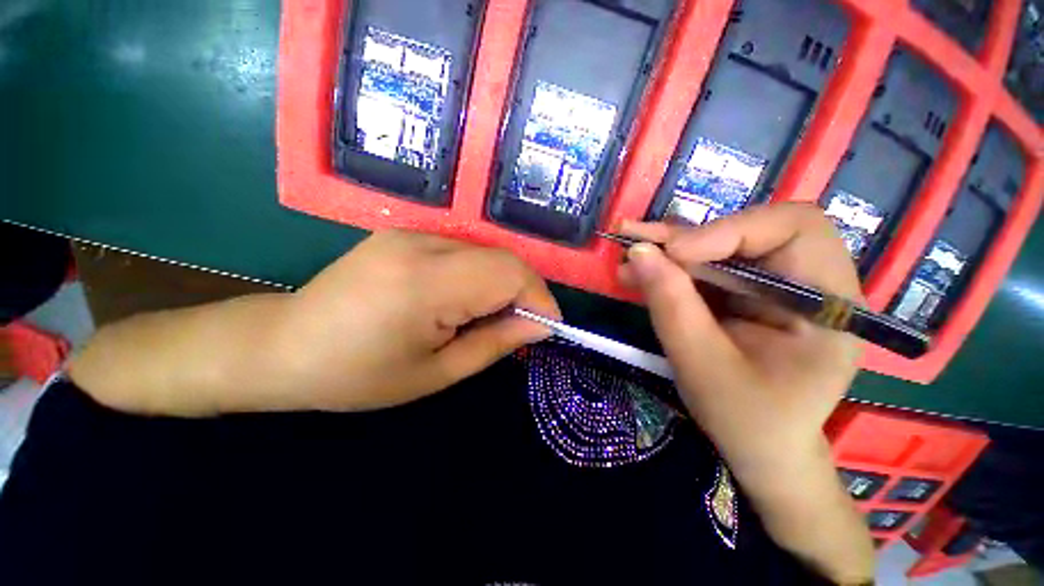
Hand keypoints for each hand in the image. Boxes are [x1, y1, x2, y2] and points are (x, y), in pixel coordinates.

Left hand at [278, 230, 560, 411]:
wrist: (284, 346)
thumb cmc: (358, 375)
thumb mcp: (437, 373)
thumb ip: (496, 343)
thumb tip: (540, 325)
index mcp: (426, 283)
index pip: (509, 273)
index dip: (539, 298)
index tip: (549, 327)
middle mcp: (421, 244)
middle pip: (502, 257)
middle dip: (526, 291)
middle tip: (524, 326)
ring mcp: (410, 233)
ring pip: (486, 252)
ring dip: (504, 283)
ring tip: (495, 317)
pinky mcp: (404, 234)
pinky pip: (464, 250)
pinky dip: (481, 275)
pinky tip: (466, 300)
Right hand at [619, 204, 873, 581]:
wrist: (760, 450)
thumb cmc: (746, 421)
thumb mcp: (702, 365)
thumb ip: (671, 305)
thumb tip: (637, 252)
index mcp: (829, 304)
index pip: (793, 230)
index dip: (730, 230)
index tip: (675, 253)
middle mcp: (808, 284)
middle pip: (751, 232)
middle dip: (688, 237)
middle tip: (635, 240)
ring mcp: (774, 288)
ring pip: (721, 248)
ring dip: (670, 250)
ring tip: (627, 255)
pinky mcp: (746, 296)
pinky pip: (707, 270)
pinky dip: (670, 269)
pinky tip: (639, 273)